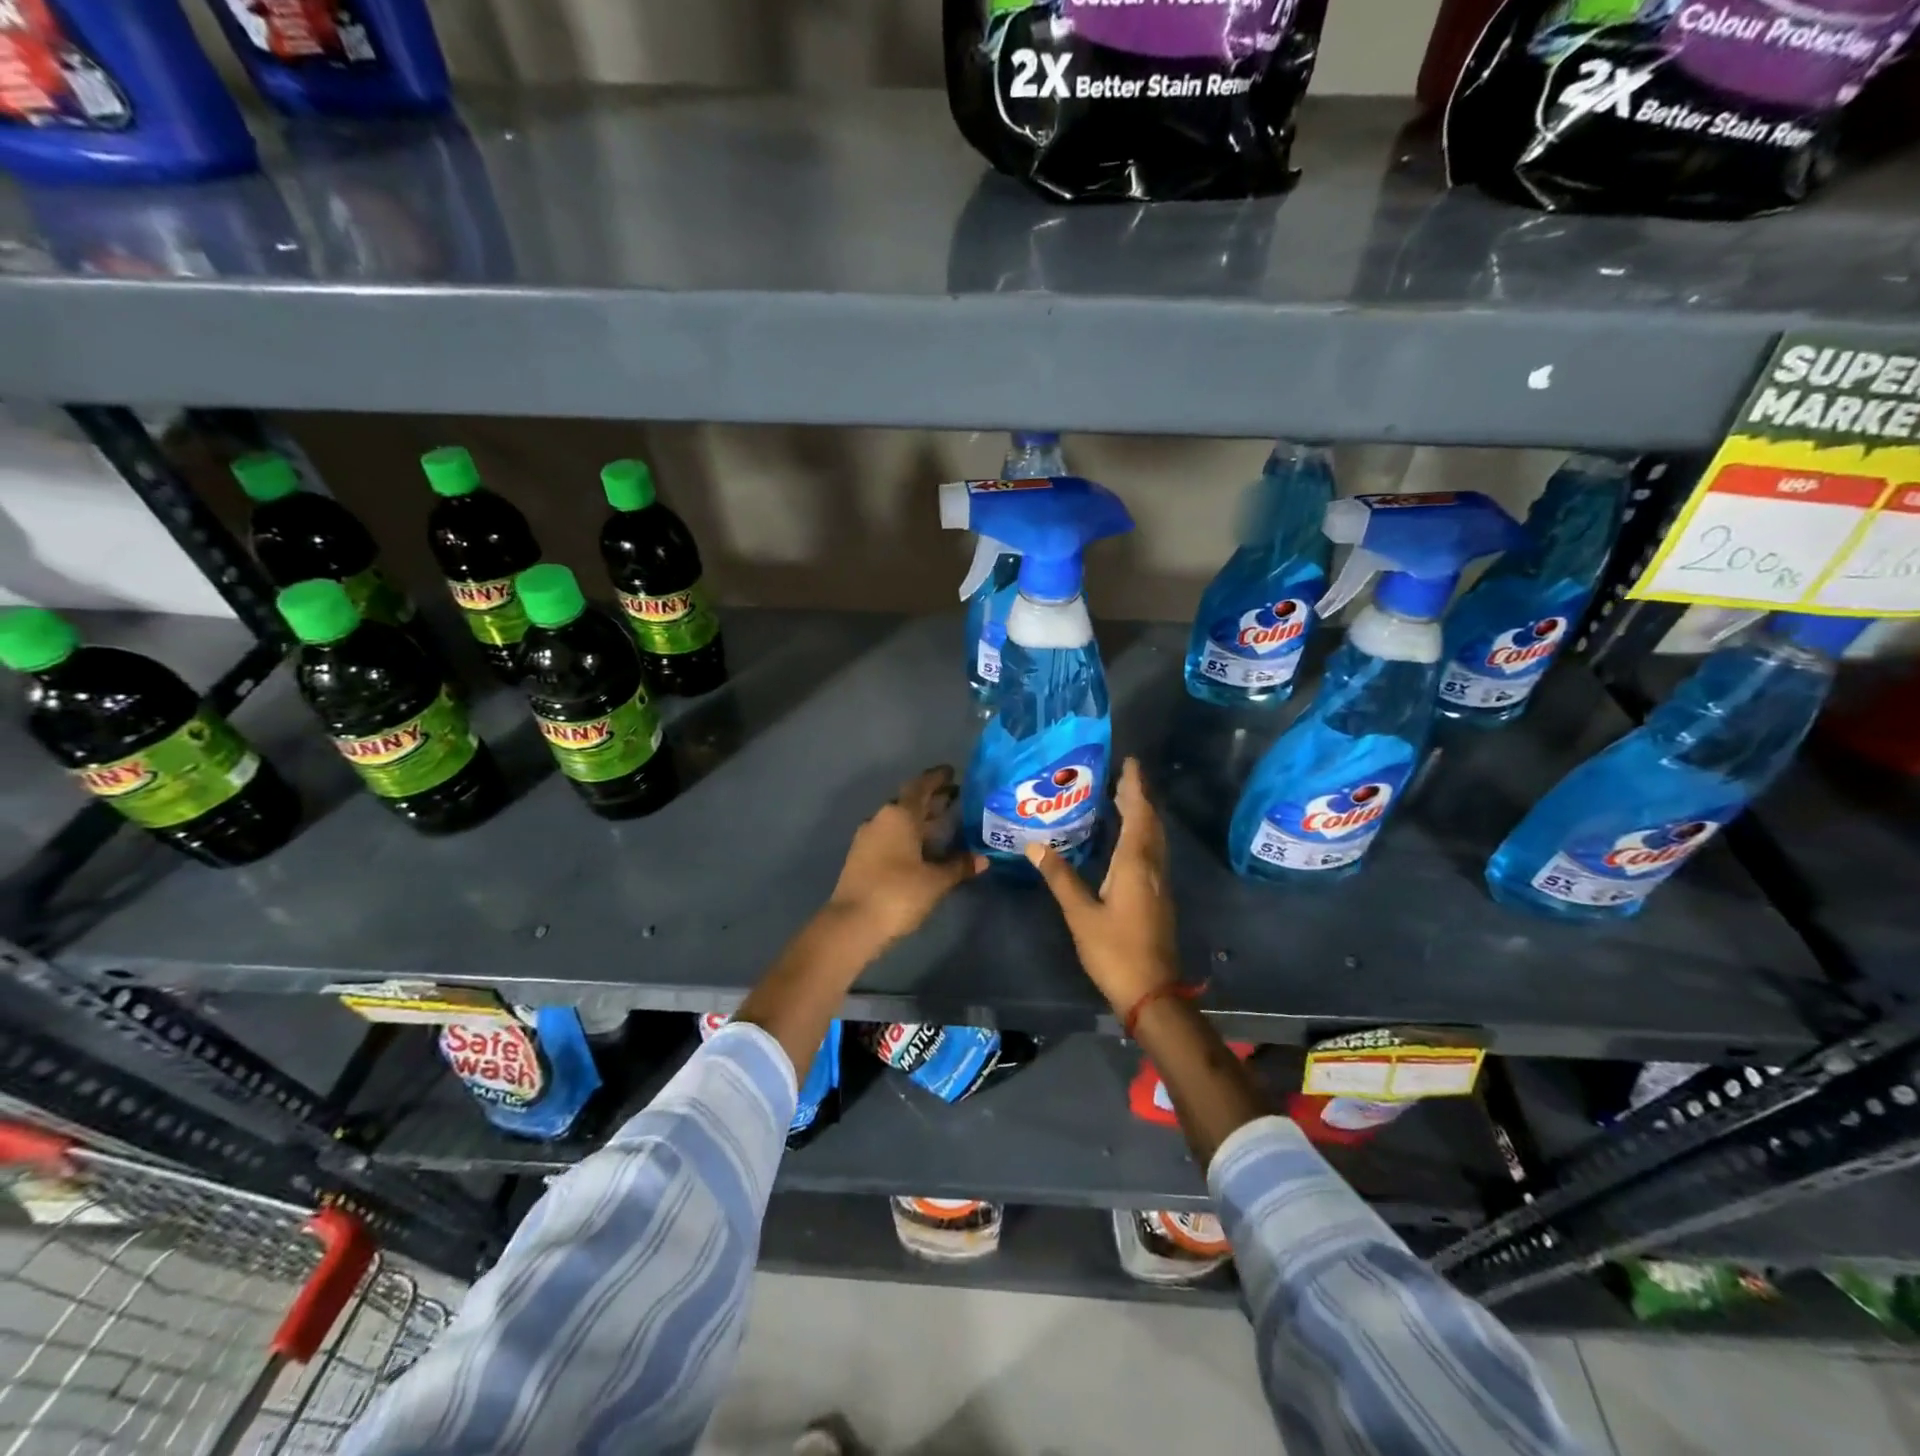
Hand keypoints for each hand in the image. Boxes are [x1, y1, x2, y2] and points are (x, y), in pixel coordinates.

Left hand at [826, 766, 986, 946]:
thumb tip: (982, 858)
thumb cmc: (898, 893)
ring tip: (944, 822)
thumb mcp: (936, 881)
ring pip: (899, 820)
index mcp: (899, 815)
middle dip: (932, 799)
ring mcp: (868, 838)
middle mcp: (881, 819)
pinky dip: (909, 836)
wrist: (852, 924)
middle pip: (909, 802)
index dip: (937, 779)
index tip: (953, 772)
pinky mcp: (862, 858)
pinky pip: (890, 836)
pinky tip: (923, 848)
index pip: (920, 786)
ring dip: (920, 819)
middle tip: (956, 797)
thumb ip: (959, 866)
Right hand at [1025, 757, 1180, 1015]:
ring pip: (1154, 837)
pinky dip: (1142, 834)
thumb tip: (1034, 845)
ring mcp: (1159, 883)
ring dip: (1142, 814)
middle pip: (1150, 822)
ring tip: (1123, 798)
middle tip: (1121, 775)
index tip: (1129, 763)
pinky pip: (1152, 852)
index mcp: (1135, 864)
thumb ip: (1060, 877)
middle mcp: (1152, 867)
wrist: (1152, 992)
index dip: (1134, 787)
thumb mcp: (1080, 914)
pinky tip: (1127, 839)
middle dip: (1138, 796)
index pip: (1138, 814)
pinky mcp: (1158, 897)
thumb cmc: (1114, 951)